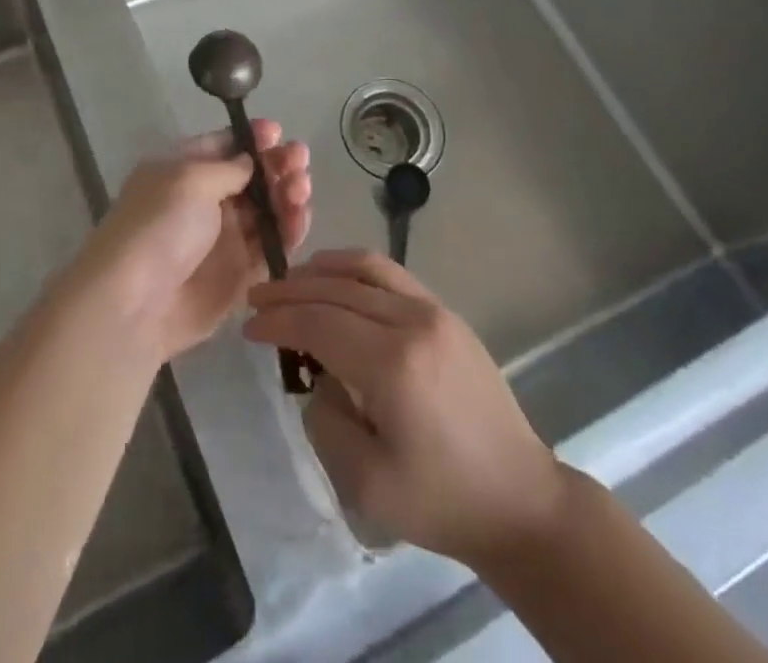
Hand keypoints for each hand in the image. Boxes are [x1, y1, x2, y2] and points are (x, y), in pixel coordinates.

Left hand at [76, 122, 310, 363]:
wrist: (135, 304)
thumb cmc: (159, 226)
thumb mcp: (190, 180)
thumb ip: (229, 168)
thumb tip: (252, 161)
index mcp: (185, 169)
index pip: (225, 145)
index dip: (253, 138)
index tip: (277, 132)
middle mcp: (206, 200)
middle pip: (253, 177)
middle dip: (278, 165)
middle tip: (299, 160)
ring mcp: (225, 238)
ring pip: (268, 210)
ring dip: (289, 194)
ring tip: (301, 190)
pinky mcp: (240, 274)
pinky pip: (273, 246)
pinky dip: (290, 231)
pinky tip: (300, 218)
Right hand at [244, 249, 564, 567]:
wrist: (519, 499)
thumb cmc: (440, 500)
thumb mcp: (365, 481)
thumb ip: (326, 419)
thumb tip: (319, 377)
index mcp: (393, 364)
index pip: (318, 323)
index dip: (278, 320)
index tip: (249, 327)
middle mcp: (412, 322)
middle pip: (336, 289)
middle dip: (290, 290)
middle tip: (257, 299)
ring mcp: (434, 311)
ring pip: (364, 268)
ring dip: (321, 269)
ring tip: (290, 281)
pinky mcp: (446, 313)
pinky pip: (390, 274)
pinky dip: (354, 268)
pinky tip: (335, 279)